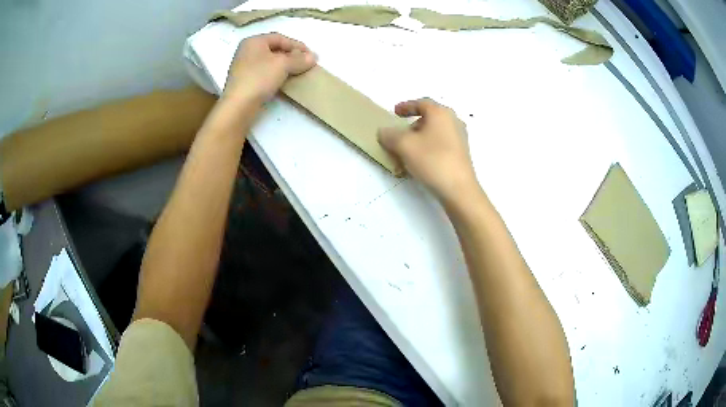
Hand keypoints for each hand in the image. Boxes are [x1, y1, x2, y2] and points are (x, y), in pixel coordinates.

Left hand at [223, 33, 316, 102]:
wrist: (239, 106)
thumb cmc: (259, 78)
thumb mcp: (283, 64)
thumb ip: (299, 59)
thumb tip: (313, 57)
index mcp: (253, 41)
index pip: (280, 38)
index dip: (297, 45)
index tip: (311, 55)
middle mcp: (247, 51)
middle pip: (275, 49)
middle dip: (292, 55)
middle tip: (306, 63)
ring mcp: (244, 67)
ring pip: (270, 62)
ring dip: (285, 66)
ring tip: (298, 72)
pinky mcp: (245, 81)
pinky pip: (265, 73)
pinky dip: (277, 74)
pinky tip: (285, 81)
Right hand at [378, 98, 477, 202]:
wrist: (458, 189)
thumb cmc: (432, 160)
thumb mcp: (404, 145)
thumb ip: (390, 135)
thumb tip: (384, 131)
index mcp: (440, 113)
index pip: (421, 103)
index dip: (406, 106)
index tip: (394, 112)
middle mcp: (453, 121)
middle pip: (430, 117)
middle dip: (413, 123)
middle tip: (400, 133)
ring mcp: (460, 138)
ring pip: (436, 131)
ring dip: (421, 136)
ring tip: (408, 149)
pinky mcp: (461, 154)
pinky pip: (441, 143)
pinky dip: (429, 146)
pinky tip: (421, 160)